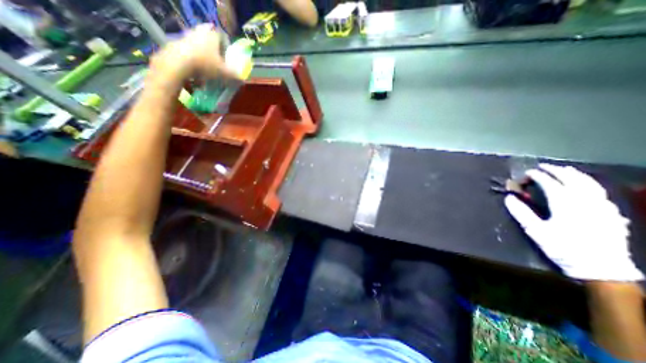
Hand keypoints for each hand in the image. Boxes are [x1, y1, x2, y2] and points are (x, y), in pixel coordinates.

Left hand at [148, 25, 239, 88]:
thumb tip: (243, 80)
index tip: (228, 56)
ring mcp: (187, 36)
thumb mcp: (224, 73)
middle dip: (214, 51)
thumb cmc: (205, 64)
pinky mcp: (177, 43)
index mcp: (213, 36)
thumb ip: (235, 76)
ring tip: (207, 68)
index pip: (222, 36)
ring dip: (204, 55)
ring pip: (199, 45)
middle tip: (218, 62)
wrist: (178, 63)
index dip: (226, 46)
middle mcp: (200, 32)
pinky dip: (194, 59)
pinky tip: (196, 70)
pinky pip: (189, 51)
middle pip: (210, 40)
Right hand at [507, 162, 642, 279]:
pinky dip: (589, 184)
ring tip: (563, 169)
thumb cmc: (563, 248)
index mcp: (566, 204)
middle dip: (556, 170)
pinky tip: (584, 185)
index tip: (527, 173)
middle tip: (543, 166)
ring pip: (589, 183)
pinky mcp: (611, 213)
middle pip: (571, 179)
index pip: (550, 184)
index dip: (538, 176)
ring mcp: (601, 206)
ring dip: (574, 174)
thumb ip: (521, 213)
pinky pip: (599, 192)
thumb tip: (509, 198)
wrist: (601, 268)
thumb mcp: (536, 231)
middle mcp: (585, 201)